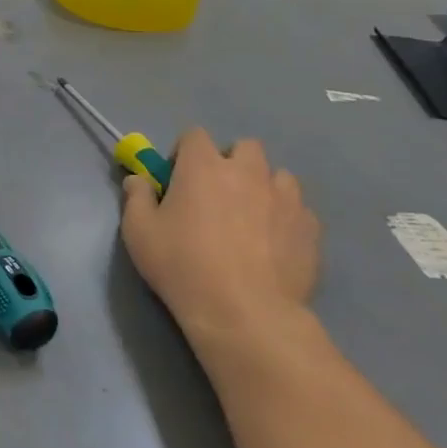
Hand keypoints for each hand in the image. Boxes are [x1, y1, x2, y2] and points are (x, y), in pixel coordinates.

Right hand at [121, 129, 321, 365]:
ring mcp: (285, 198)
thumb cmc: (182, 265)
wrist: (243, 312)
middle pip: (244, 147)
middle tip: (216, 196)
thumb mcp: (138, 232)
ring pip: (277, 176)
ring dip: (262, 187)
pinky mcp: (310, 227)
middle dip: (230, 163)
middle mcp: (248, 171)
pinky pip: (298, 210)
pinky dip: (284, 218)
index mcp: (204, 166)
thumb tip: (138, 179)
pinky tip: (272, 245)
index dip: (184, 153)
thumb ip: (136, 197)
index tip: (176, 180)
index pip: (194, 135)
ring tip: (249, 219)